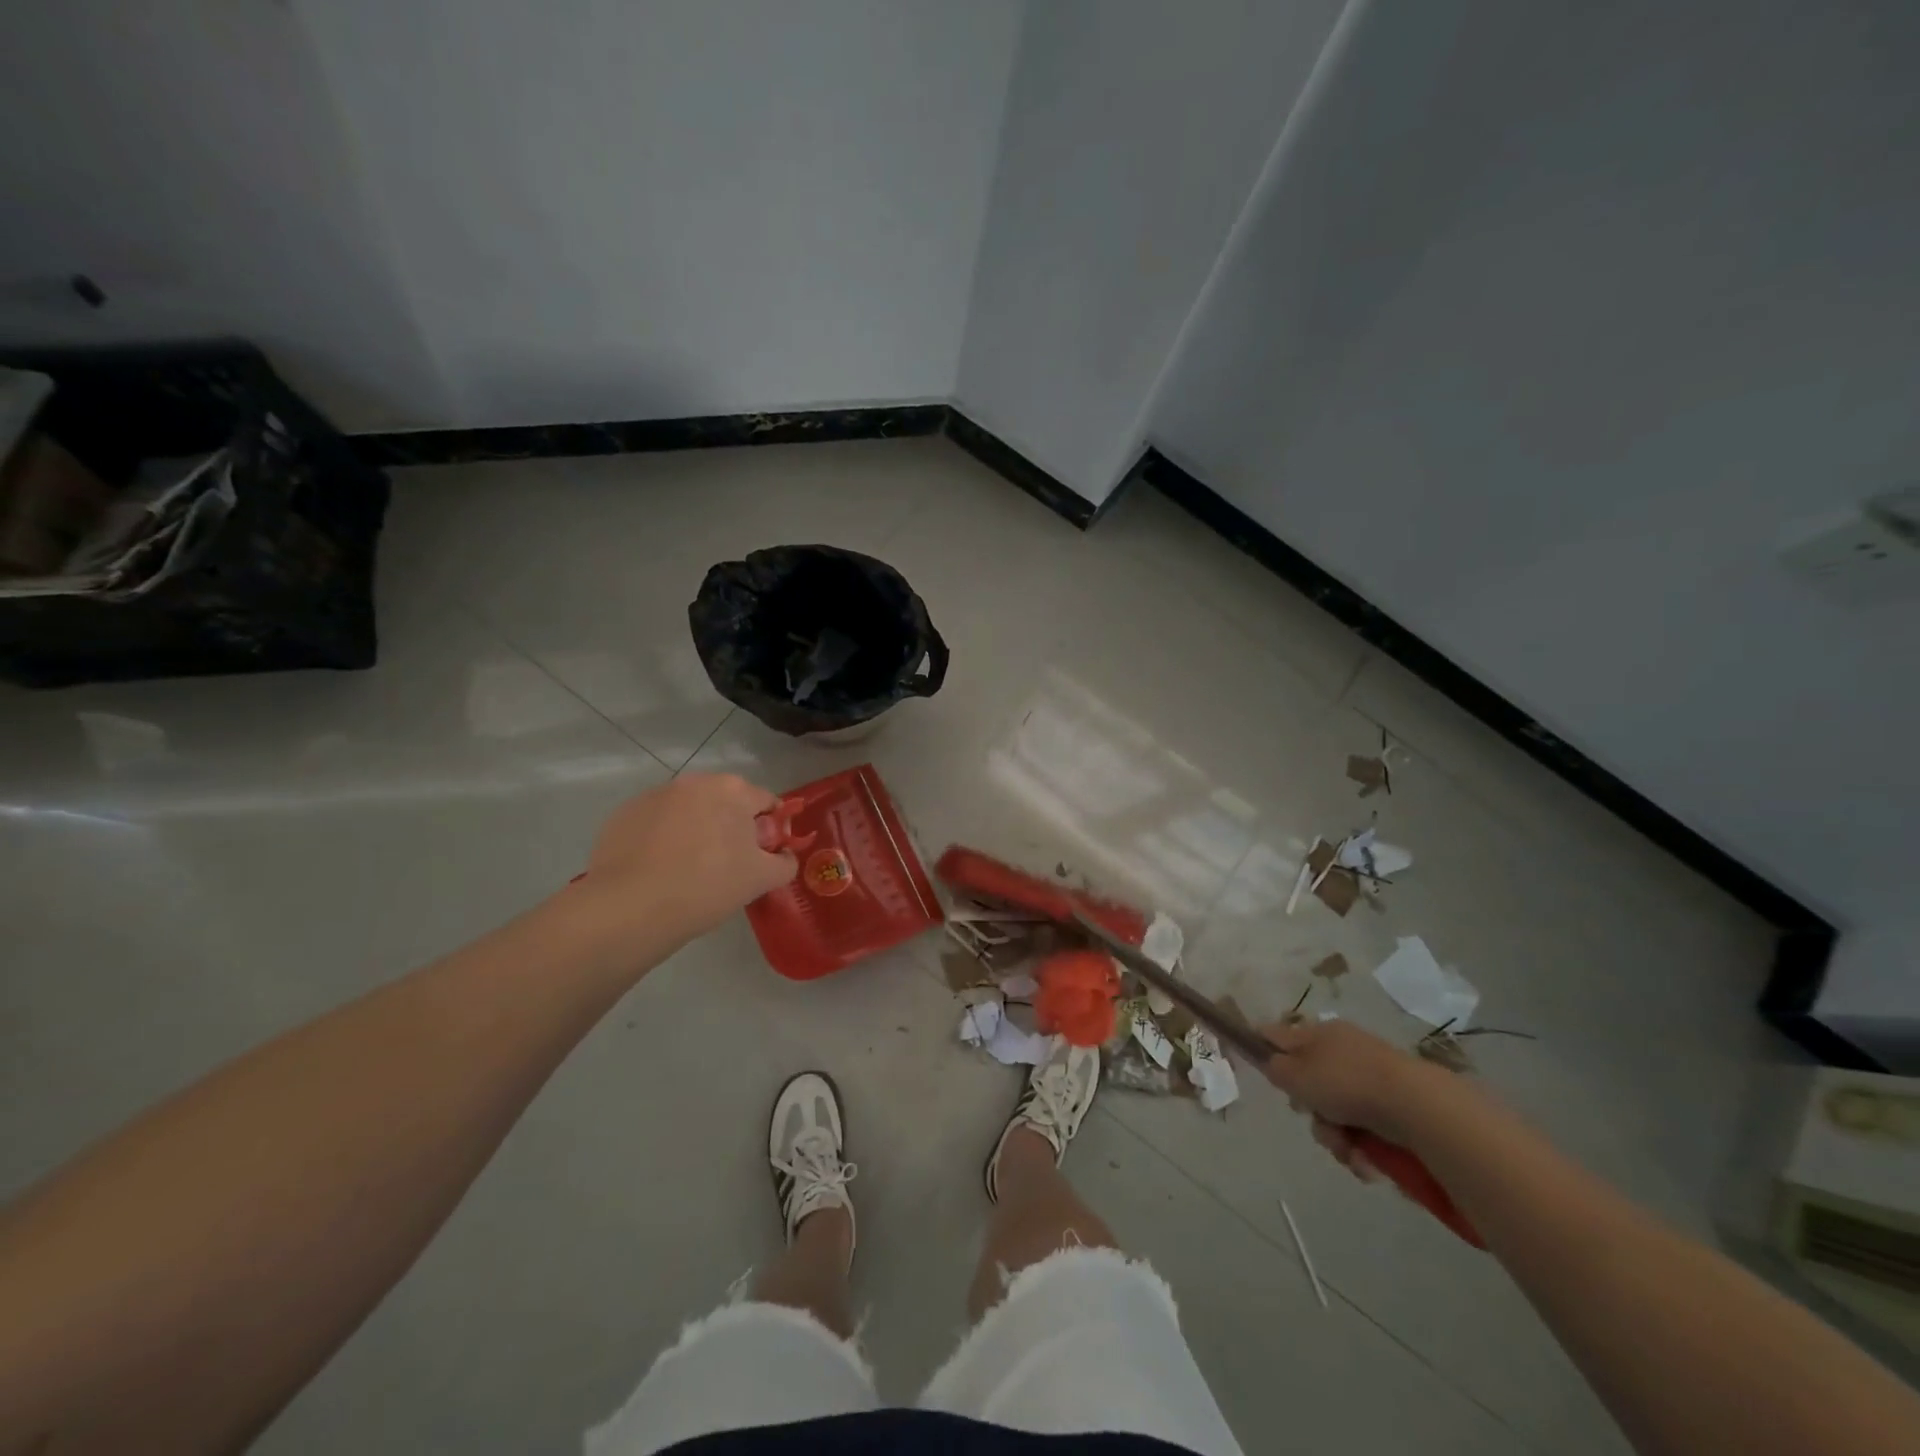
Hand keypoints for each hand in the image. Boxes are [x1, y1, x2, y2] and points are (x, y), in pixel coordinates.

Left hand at [582, 774, 796, 945]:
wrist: (630, 907)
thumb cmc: (708, 886)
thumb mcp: (761, 880)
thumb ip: (784, 863)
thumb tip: (784, 856)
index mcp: (733, 790)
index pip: (766, 802)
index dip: (770, 830)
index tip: (762, 857)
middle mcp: (695, 782)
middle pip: (725, 803)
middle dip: (730, 828)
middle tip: (728, 867)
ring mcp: (655, 796)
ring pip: (688, 812)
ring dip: (696, 831)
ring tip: (689, 872)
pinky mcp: (623, 815)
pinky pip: (655, 824)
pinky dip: (662, 841)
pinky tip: (658, 872)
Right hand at [1256, 1019, 1439, 1181]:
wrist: (1418, 1108)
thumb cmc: (1346, 1083)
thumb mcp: (1295, 1073)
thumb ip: (1274, 1066)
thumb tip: (1271, 1062)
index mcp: (1319, 1033)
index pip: (1279, 1036)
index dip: (1265, 1051)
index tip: (1261, 1072)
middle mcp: (1344, 1051)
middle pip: (1309, 1083)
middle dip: (1310, 1111)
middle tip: (1312, 1117)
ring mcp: (1371, 1080)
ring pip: (1336, 1114)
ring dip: (1335, 1137)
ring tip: (1348, 1150)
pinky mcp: (1395, 1109)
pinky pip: (1364, 1132)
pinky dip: (1362, 1150)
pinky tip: (1368, 1161)